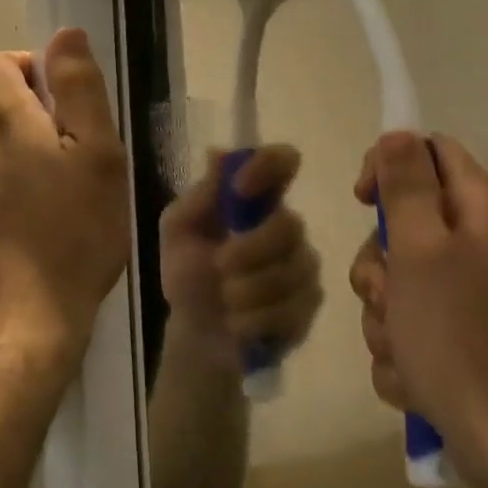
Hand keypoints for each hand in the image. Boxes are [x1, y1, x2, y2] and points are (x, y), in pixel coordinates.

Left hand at [0, 29, 130, 365]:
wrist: (16, 325)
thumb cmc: (70, 233)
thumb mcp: (96, 153)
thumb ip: (79, 87)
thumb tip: (64, 34)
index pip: (2, 62)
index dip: (37, 70)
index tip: (72, 107)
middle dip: (39, 117)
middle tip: (82, 160)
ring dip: (28, 155)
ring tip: (67, 198)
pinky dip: (13, 188)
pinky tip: (42, 227)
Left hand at [160, 145, 321, 368]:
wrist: (196, 334)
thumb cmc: (188, 273)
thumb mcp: (179, 231)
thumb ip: (200, 196)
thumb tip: (218, 153)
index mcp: (256, 199)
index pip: (283, 161)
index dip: (268, 166)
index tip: (240, 188)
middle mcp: (286, 226)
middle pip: (290, 224)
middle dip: (251, 248)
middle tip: (220, 264)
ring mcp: (302, 266)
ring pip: (291, 271)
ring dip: (248, 289)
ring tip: (225, 300)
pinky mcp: (308, 306)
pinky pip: (292, 309)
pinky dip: (256, 320)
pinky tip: (238, 324)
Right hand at [350, 132, 487, 473]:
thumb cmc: (458, 334)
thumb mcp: (419, 248)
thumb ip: (405, 184)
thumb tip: (397, 132)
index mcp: (478, 209)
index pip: (427, 151)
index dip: (389, 164)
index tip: (362, 199)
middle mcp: (476, 242)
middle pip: (402, 222)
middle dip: (378, 262)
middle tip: (387, 293)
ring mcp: (467, 292)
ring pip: (395, 279)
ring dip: (383, 313)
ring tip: (402, 346)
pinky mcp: (457, 334)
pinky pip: (406, 323)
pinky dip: (399, 348)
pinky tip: (414, 375)